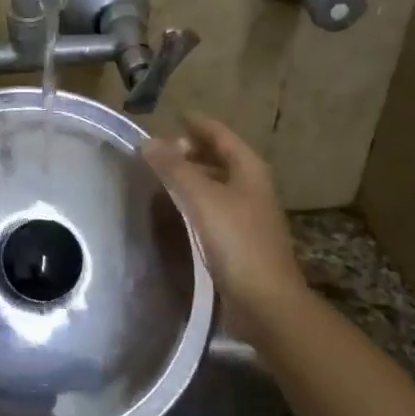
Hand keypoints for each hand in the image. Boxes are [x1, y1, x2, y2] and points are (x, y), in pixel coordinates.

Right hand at [141, 114, 309, 334]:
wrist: (265, 300)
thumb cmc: (236, 241)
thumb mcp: (202, 198)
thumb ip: (175, 168)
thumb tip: (149, 142)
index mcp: (249, 170)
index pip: (220, 135)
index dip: (198, 123)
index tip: (174, 115)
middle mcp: (252, 187)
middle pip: (220, 158)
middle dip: (191, 150)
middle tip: (159, 149)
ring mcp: (248, 214)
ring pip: (216, 184)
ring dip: (191, 176)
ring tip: (161, 176)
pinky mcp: (240, 240)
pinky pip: (213, 208)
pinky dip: (193, 201)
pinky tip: (174, 210)